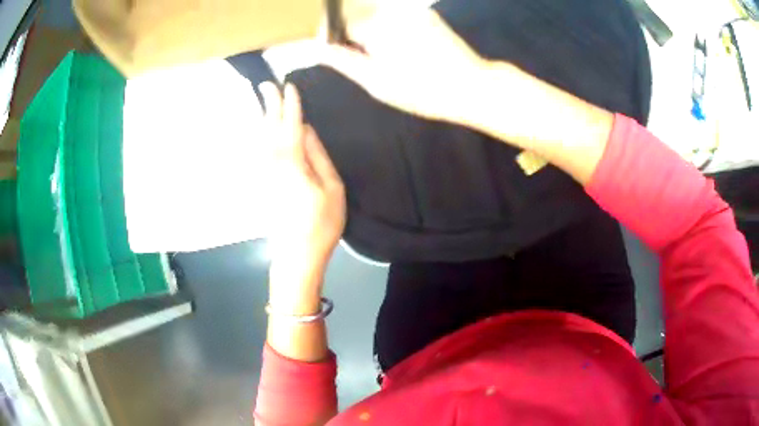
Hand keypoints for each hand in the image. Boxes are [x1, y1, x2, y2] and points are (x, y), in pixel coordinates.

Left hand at [259, 82, 345, 294]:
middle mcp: (272, 163)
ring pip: (260, 138)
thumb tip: (307, 129)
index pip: (291, 125)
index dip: (291, 105)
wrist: (296, 254)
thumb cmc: (321, 223)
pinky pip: (258, 151)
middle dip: (269, 104)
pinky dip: (258, 136)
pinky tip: (259, 130)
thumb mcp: (332, 188)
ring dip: (261, 117)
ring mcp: (263, 174)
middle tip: (265, 84)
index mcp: (292, 162)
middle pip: (269, 127)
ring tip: (261, 100)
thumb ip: (318, 156)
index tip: (290, 86)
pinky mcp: (261, 183)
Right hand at [320, 7, 488, 123]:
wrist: (471, 86)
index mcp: (375, 25)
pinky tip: (405, 51)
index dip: (334, 38)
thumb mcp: (375, 82)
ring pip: (377, 15)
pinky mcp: (426, 14)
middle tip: (366, 60)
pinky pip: (397, 17)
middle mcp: (391, 10)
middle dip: (353, 34)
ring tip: (389, 58)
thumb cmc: (421, 90)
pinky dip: (392, 30)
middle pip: (357, 15)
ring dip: (373, 32)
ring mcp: (411, 10)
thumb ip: (343, 61)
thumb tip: (318, 48)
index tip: (337, 53)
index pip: (338, 22)